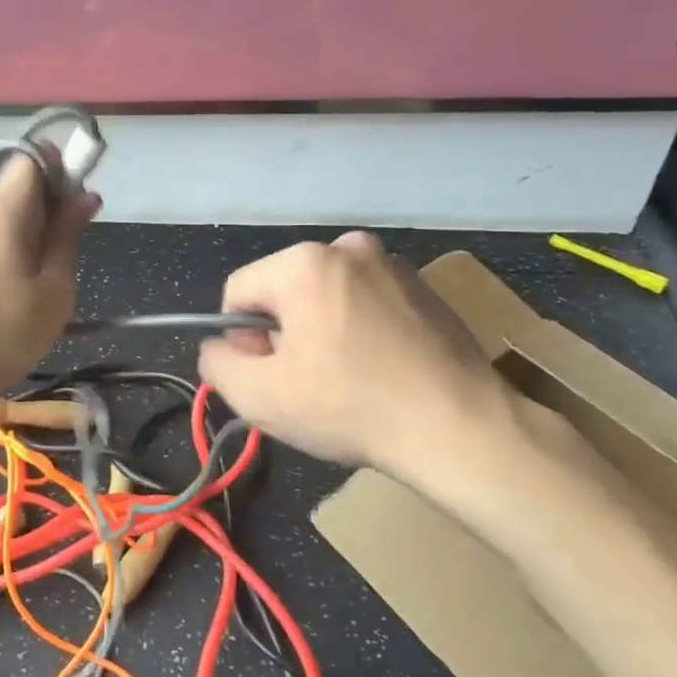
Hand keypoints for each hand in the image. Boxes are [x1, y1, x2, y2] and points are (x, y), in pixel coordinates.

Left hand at [0, 157, 98, 418]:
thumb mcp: (51, 294)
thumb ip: (68, 238)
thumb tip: (84, 195)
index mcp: (1, 206)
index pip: (34, 156)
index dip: (61, 173)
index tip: (74, 214)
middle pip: (14, 191)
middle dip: (43, 216)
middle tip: (57, 270)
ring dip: (18, 243)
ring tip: (25, 298)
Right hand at [197, 232, 530, 505]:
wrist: (460, 429)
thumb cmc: (350, 407)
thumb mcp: (258, 396)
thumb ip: (216, 363)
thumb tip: (219, 346)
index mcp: (304, 262)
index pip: (238, 292)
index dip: (242, 340)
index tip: (272, 377)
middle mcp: (349, 247)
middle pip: (284, 292)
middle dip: (284, 334)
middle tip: (308, 383)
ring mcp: (393, 265)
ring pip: (326, 297)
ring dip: (322, 331)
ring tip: (348, 379)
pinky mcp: (425, 289)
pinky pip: (366, 303)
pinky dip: (361, 330)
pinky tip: (380, 371)